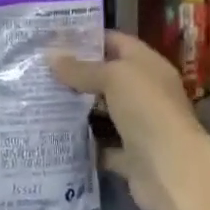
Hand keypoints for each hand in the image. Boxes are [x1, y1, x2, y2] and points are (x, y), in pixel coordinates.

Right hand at [53, 31, 209, 209]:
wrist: (172, 172)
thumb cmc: (147, 111)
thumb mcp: (114, 78)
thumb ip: (82, 68)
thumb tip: (51, 55)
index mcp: (148, 66)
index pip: (116, 42)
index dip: (88, 37)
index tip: (53, 37)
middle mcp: (145, 94)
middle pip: (107, 78)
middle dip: (75, 74)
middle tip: (37, 69)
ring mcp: (138, 127)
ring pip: (102, 113)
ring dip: (75, 108)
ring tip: (38, 99)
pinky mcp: (129, 157)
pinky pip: (100, 146)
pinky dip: (82, 143)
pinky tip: (53, 135)